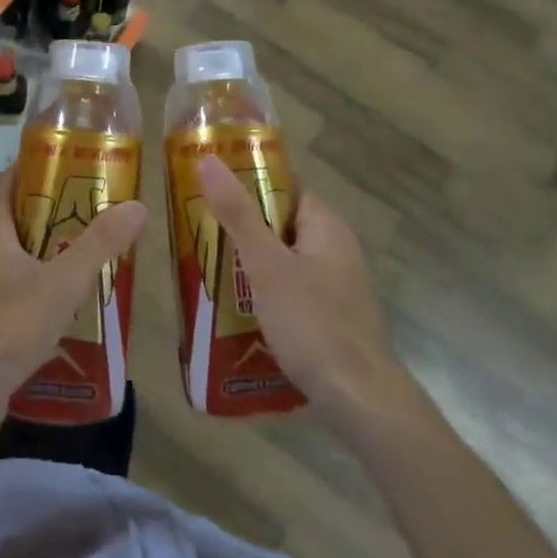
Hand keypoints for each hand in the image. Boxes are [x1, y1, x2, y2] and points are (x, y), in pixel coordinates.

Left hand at [0, 166, 147, 441]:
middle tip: (99, 205)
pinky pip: (9, 274)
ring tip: (90, 242)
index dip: (46, 165)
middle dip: (56, 205)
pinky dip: (36, 271)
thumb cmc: (7, 326)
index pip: (13, 174)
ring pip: (14, 245)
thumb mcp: (63, 282)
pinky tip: (66, 288)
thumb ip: (100, 243)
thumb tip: (137, 205)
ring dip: (47, 242)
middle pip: (17, 208)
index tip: (83, 165)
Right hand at [198, 155, 412, 424]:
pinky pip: (291, 289)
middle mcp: (335, 248)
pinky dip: (264, 290)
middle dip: (242, 224)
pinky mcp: (330, 315)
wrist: (359, 399)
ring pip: (284, 258)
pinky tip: (235, 306)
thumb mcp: (267, 265)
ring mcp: (335, 284)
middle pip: (282, 222)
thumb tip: (208, 158)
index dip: (249, 179)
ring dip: (250, 261)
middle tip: (198, 227)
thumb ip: (237, 214)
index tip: (210, 183)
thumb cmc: (312, 323)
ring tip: (205, 265)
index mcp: (326, 225)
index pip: (286, 185)